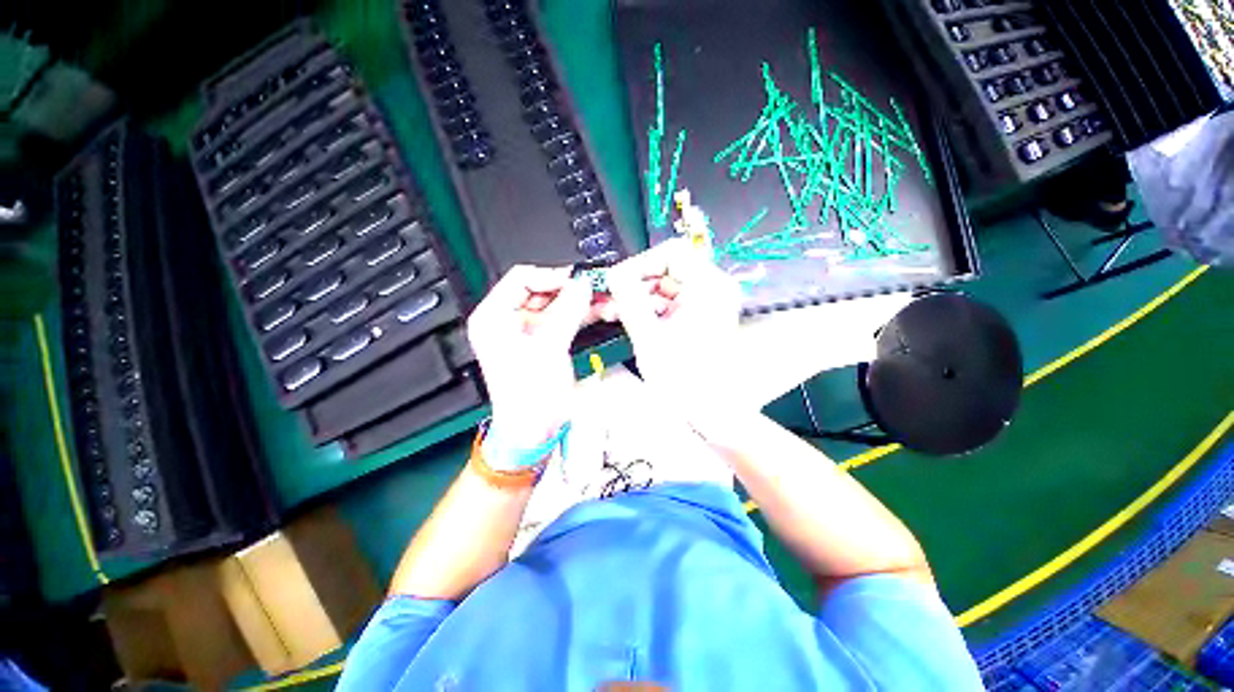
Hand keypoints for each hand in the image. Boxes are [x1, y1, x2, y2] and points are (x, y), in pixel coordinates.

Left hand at [467, 265, 591, 454]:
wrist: (536, 428)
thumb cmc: (528, 395)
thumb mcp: (548, 346)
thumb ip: (568, 310)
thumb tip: (583, 284)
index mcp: (494, 317)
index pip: (522, 279)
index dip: (551, 276)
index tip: (577, 279)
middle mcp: (510, 320)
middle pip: (543, 291)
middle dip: (572, 289)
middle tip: (597, 287)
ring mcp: (530, 330)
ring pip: (558, 305)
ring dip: (582, 302)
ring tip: (605, 299)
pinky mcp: (546, 340)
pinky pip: (566, 319)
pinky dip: (583, 315)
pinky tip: (601, 311)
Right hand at [606, 239, 742, 411]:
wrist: (708, 411)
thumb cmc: (685, 379)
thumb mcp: (649, 335)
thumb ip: (628, 298)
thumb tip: (613, 274)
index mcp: (709, 287)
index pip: (671, 253)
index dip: (640, 264)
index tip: (618, 281)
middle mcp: (712, 289)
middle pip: (666, 271)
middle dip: (634, 285)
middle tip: (610, 300)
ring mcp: (706, 303)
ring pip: (664, 288)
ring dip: (637, 298)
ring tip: (613, 312)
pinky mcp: (698, 316)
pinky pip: (669, 303)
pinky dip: (648, 310)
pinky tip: (628, 319)